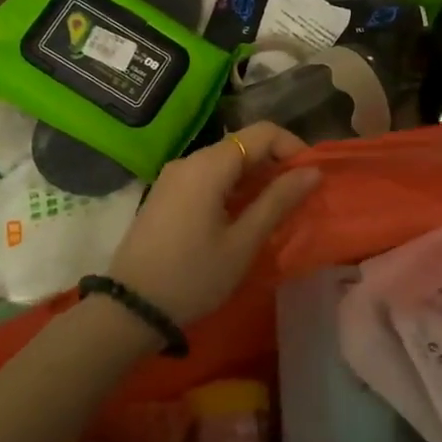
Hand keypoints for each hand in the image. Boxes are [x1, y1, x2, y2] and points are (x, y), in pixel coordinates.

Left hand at [106, 123, 321, 325]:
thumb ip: (278, 201)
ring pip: (225, 161)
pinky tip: (242, 216)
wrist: (130, 309)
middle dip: (275, 163)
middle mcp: (189, 160)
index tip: (310, 177)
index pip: (262, 132)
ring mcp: (173, 177)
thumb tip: (312, 171)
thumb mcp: (243, 242)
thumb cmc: (193, 276)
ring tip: (275, 210)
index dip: (292, 147)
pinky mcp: (166, 194)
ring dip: (255, 177)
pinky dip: (232, 186)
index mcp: (209, 166)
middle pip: (242, 144)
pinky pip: (207, 176)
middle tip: (298, 197)